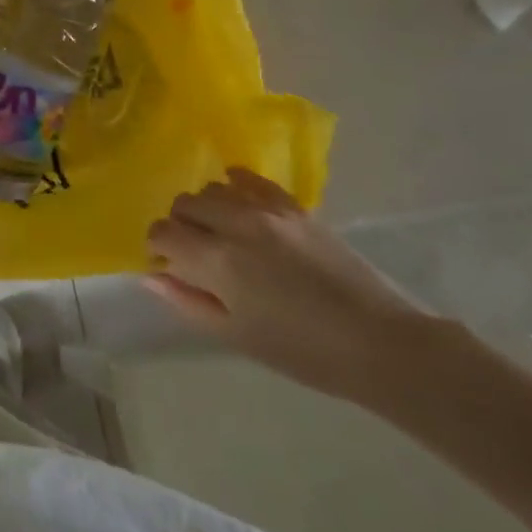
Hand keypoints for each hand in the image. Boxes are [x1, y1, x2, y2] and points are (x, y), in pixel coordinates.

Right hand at [145, 169, 431, 401]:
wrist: (380, 342)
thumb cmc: (302, 351)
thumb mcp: (236, 335)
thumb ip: (188, 301)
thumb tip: (152, 277)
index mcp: (217, 261)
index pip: (164, 232)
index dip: (158, 246)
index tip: (168, 264)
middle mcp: (236, 224)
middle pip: (184, 204)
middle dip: (180, 225)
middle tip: (194, 252)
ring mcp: (267, 211)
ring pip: (213, 188)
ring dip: (206, 207)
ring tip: (221, 233)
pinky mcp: (294, 207)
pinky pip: (251, 180)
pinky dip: (235, 184)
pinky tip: (237, 198)